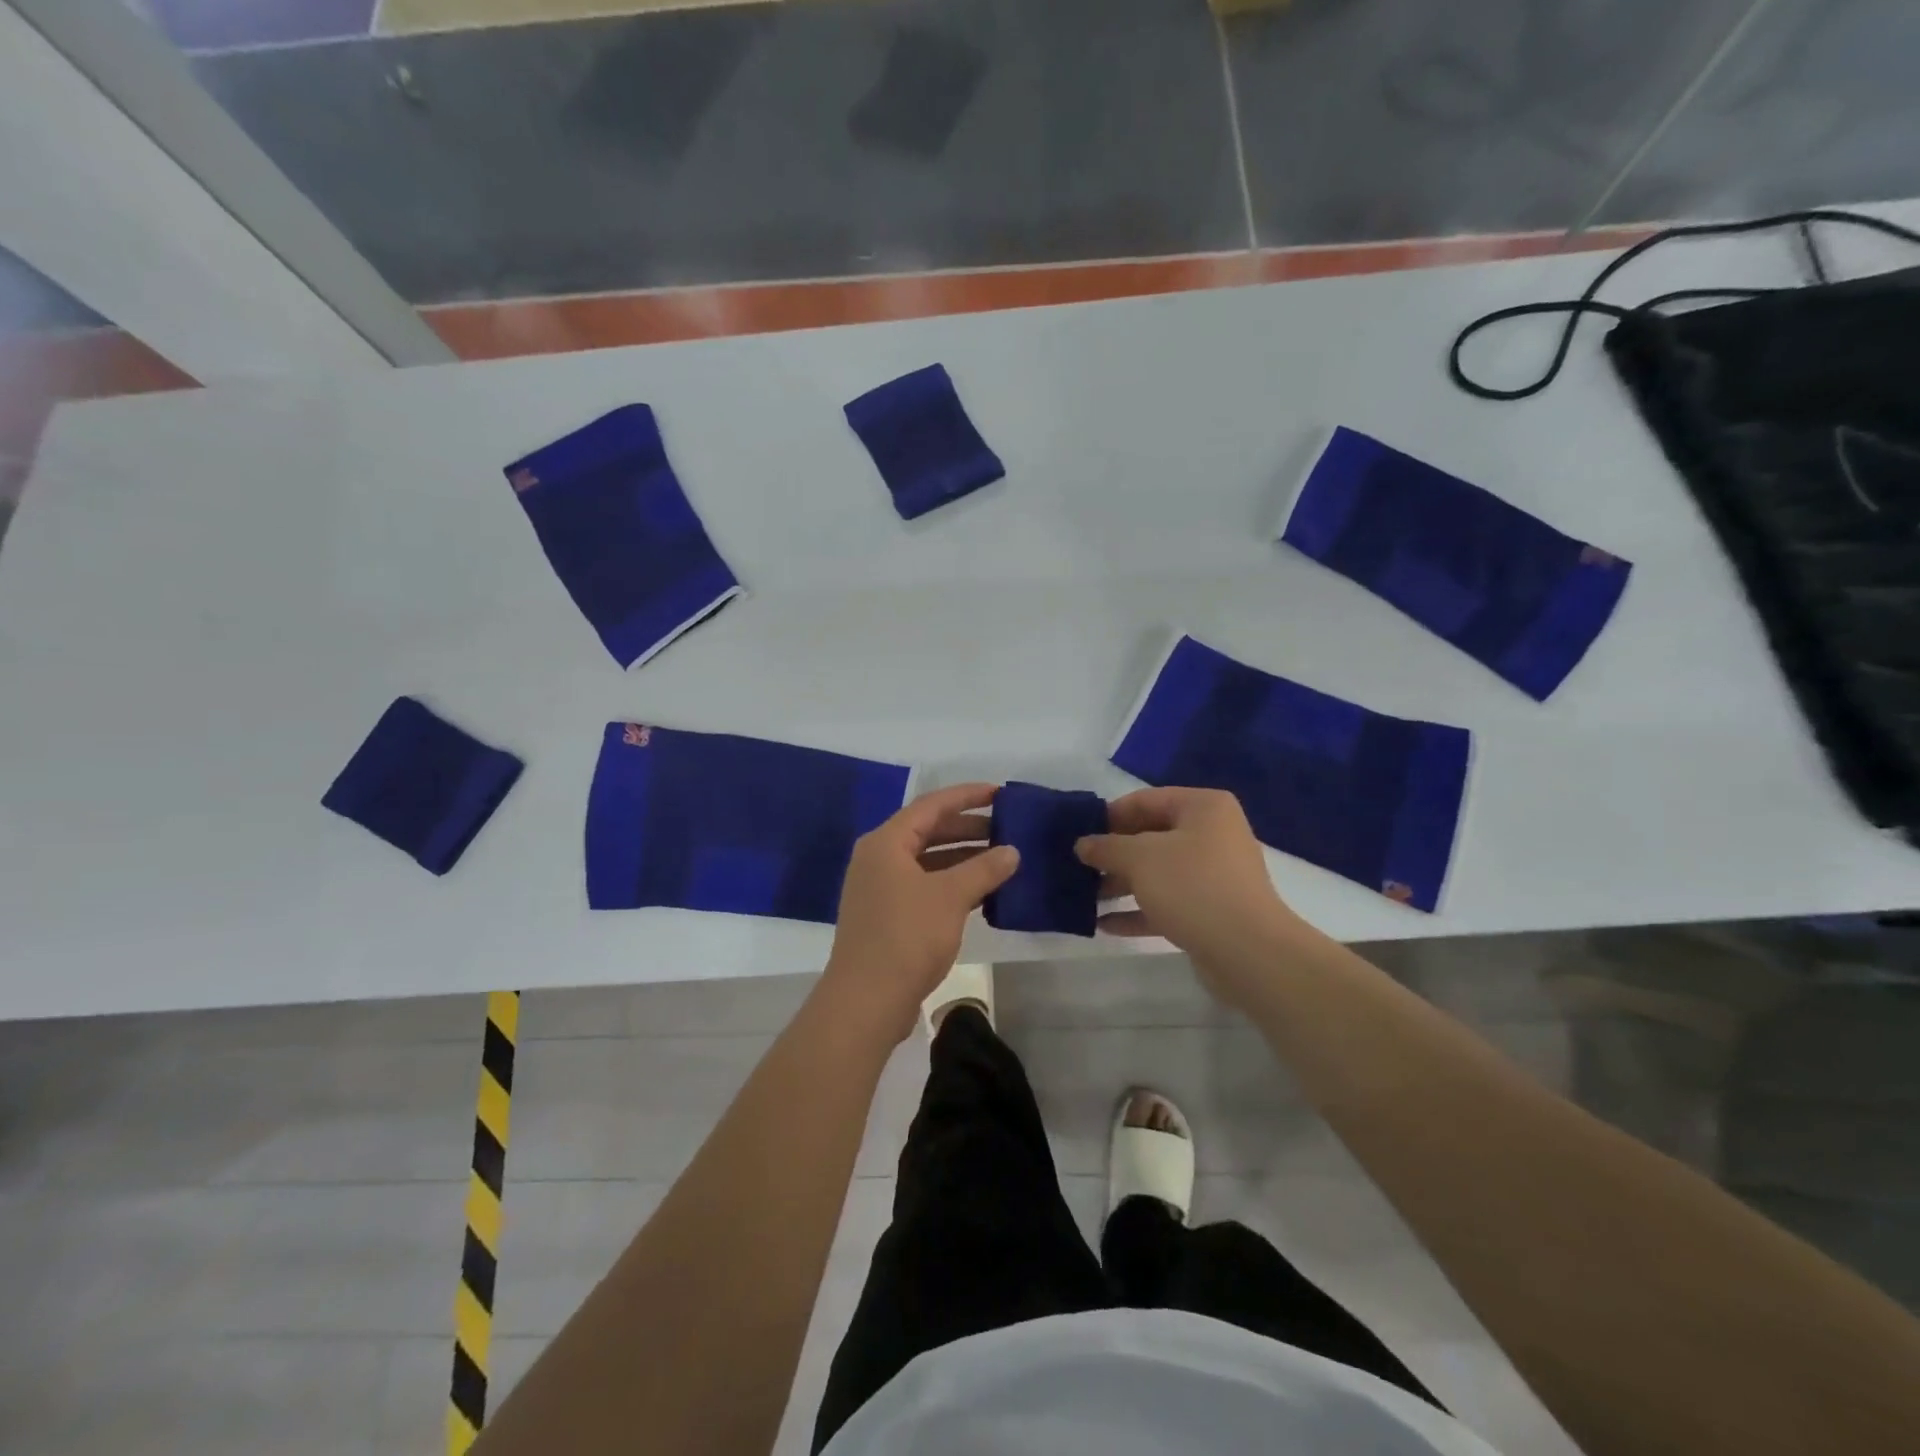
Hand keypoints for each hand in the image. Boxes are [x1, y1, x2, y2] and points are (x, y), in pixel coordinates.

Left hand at [820, 783, 1018, 1041]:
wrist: (866, 1000)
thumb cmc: (906, 937)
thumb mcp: (950, 897)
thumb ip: (984, 869)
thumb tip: (1012, 851)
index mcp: (886, 843)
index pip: (931, 806)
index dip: (966, 796)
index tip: (999, 793)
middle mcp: (878, 859)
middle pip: (928, 831)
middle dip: (967, 828)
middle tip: (1005, 828)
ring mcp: (880, 889)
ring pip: (927, 861)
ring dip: (962, 858)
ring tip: (1001, 858)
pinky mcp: (887, 916)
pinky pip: (924, 886)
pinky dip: (951, 883)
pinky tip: (982, 891)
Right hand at [1074, 787, 1303, 1009]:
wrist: (1249, 952)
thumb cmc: (1193, 887)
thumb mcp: (1139, 859)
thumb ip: (1106, 847)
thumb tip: (1082, 844)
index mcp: (1202, 807)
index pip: (1144, 800)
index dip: (1108, 816)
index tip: (1076, 834)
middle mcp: (1212, 834)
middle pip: (1150, 836)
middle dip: (1112, 854)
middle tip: (1077, 867)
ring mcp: (1213, 874)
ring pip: (1157, 872)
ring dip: (1120, 884)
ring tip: (1085, 897)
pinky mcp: (1211, 910)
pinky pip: (1167, 902)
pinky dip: (1138, 910)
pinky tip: (1105, 924)